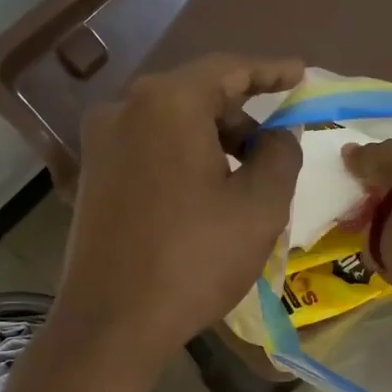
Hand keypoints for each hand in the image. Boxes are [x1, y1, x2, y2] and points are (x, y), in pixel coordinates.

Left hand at [56, 54, 303, 373]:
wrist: (111, 323)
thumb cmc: (193, 260)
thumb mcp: (259, 207)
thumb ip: (280, 155)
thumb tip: (277, 135)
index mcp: (166, 103)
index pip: (229, 69)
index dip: (270, 70)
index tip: (301, 74)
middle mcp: (124, 108)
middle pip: (196, 96)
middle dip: (240, 119)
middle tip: (274, 151)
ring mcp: (100, 143)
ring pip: (170, 125)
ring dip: (212, 143)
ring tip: (243, 183)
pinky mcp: (91, 176)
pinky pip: (148, 150)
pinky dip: (182, 159)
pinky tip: (202, 196)